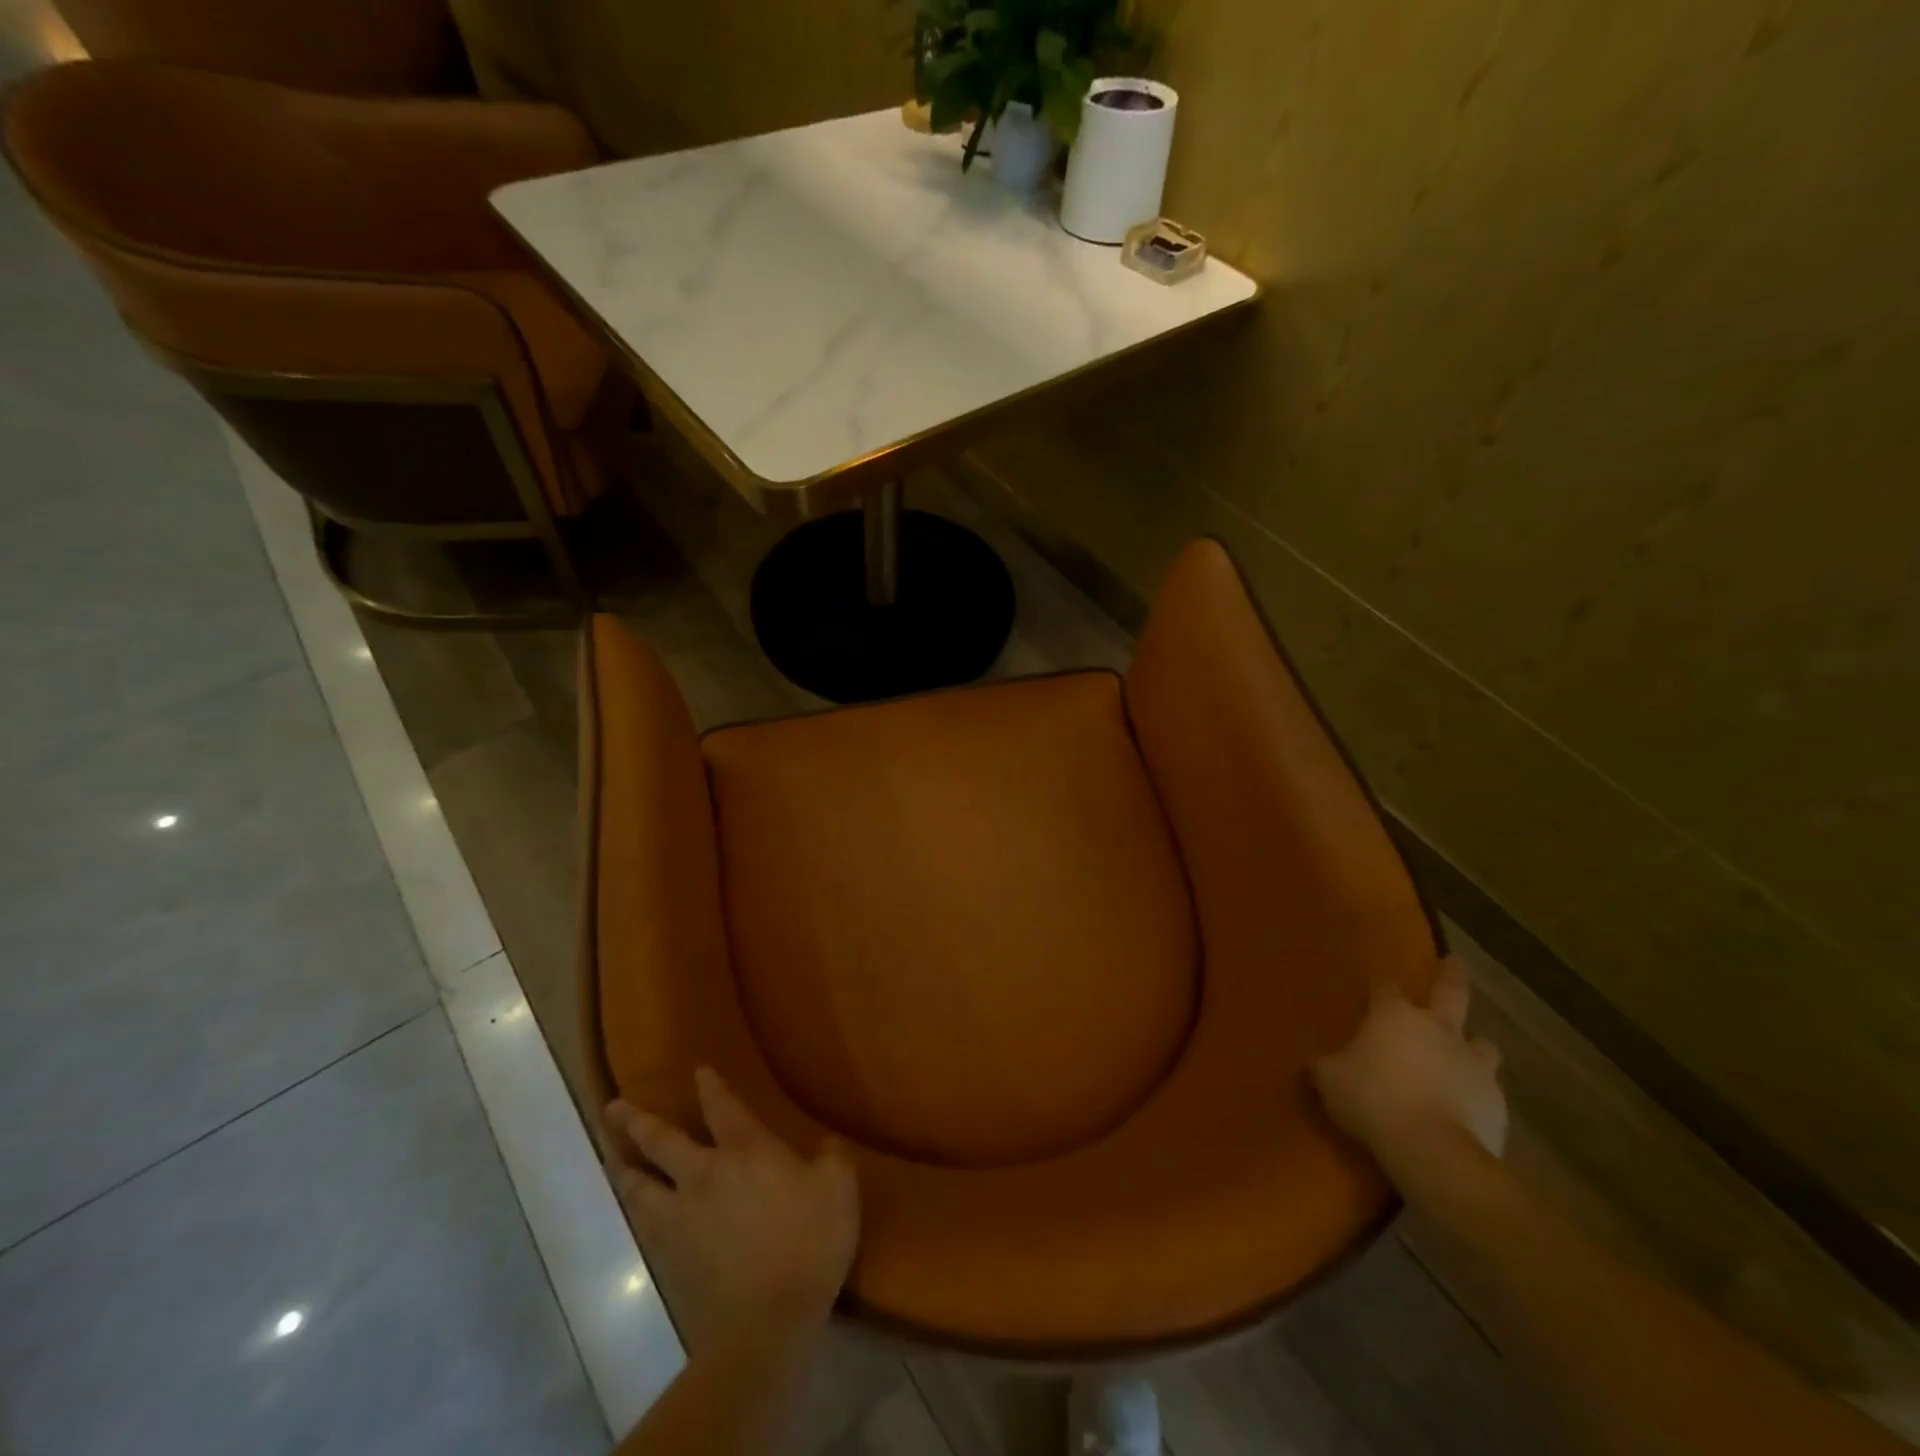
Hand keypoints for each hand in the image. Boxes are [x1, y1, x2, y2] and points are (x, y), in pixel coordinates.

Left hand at [603, 1068, 859, 1351]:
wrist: (766, 1323)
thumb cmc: (808, 1243)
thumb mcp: (839, 1188)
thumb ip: (831, 1158)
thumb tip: (824, 1146)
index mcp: (746, 1150)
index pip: (723, 1107)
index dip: (711, 1087)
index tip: (698, 1071)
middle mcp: (704, 1174)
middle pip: (661, 1142)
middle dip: (637, 1122)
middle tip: (614, 1106)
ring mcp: (680, 1218)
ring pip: (638, 1185)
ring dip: (621, 1165)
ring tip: (608, 1154)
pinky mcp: (669, 1258)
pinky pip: (642, 1223)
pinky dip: (632, 1207)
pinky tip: (632, 1207)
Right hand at [1311, 958, 1507, 1183]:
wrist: (1433, 1150)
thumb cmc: (1372, 1100)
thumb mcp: (1329, 1080)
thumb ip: (1325, 1066)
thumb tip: (1317, 1063)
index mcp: (1393, 1016)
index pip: (1384, 988)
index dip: (1379, 987)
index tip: (1375, 987)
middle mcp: (1438, 1029)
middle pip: (1450, 992)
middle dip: (1451, 976)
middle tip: (1455, 962)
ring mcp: (1472, 1064)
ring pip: (1482, 1043)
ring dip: (1473, 1045)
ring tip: (1467, 1053)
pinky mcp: (1496, 1101)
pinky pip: (1487, 1089)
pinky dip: (1477, 1092)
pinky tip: (1466, 1107)